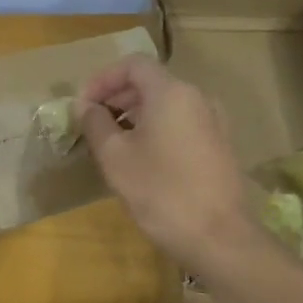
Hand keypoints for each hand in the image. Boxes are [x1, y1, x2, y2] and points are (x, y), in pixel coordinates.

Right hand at [75, 55, 258, 273]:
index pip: (132, 65)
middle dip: (117, 97)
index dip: (102, 79)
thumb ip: (96, 124)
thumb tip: (86, 107)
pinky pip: (181, 124)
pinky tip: (141, 159)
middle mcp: (197, 98)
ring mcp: (213, 122)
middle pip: (151, 83)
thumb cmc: (160, 192)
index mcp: (172, 92)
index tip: (82, 105)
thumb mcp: (115, 157)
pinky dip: (156, 129)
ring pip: (166, 105)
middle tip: (92, 124)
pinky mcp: (219, 145)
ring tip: (112, 143)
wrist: (218, 237)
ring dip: (135, 115)